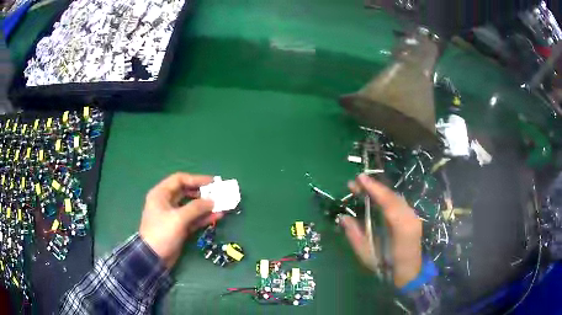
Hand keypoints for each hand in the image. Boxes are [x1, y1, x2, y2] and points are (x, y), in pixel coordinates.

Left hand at [139, 173, 223, 268]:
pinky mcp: (179, 227)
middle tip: (219, 193)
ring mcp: (174, 215)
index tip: (212, 182)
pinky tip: (217, 216)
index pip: (179, 179)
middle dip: (203, 193)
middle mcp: (167, 202)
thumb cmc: (162, 233)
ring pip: (192, 206)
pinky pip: (193, 219)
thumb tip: (213, 201)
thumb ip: (196, 208)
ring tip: (222, 205)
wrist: (153, 258)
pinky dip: (204, 217)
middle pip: (187, 192)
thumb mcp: (178, 218)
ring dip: (206, 206)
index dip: (196, 179)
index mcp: (161, 194)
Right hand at [340, 174, 422, 287]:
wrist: (408, 273)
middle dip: (374, 187)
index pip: (388, 202)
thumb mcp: (367, 254)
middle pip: (392, 196)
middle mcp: (410, 217)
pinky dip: (386, 197)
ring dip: (379, 191)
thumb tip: (343, 217)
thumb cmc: (386, 266)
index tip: (359, 178)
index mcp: (401, 228)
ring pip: (396, 197)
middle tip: (355, 183)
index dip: (374, 188)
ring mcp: (413, 216)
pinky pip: (398, 202)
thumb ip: (355, 234)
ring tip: (362, 188)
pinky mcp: (412, 217)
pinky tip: (376, 197)